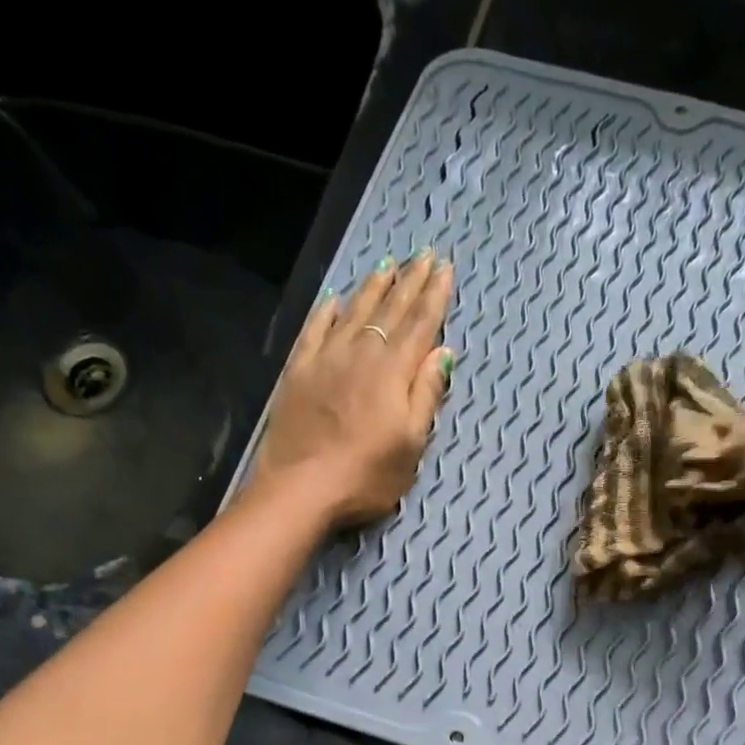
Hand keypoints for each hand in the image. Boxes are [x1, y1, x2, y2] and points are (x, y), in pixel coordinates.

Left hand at [249, 250, 456, 527]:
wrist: (302, 489)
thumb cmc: (366, 476)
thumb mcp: (411, 445)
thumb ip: (426, 396)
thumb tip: (442, 352)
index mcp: (393, 371)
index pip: (420, 324)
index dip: (435, 295)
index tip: (445, 268)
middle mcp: (360, 353)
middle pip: (389, 310)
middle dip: (409, 282)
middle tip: (424, 255)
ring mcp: (325, 359)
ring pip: (354, 311)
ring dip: (373, 287)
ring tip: (388, 265)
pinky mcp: (298, 372)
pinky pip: (315, 329)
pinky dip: (328, 311)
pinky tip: (335, 300)